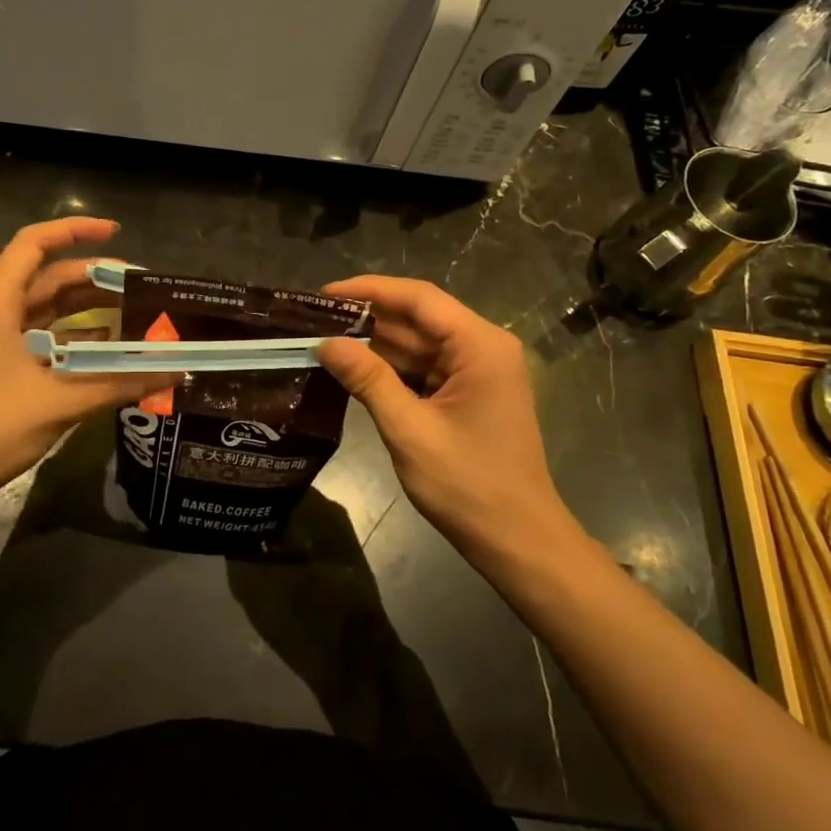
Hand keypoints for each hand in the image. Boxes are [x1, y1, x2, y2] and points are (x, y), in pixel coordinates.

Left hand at [0, 218, 175, 516]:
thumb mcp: (59, 402)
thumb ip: (119, 383)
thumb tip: (176, 371)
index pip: (34, 243)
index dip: (75, 230)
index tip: (117, 232)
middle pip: (48, 278)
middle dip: (95, 278)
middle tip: (143, 289)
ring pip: (48, 310)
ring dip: (88, 310)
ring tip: (135, 316)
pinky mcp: (0, 367)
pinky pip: (44, 339)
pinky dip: (76, 340)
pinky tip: (109, 352)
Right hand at [316, 276, 579, 559]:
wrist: (518, 540)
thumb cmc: (469, 486)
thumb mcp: (410, 430)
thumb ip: (368, 380)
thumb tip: (324, 343)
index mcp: (480, 346)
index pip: (419, 299)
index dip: (369, 290)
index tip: (323, 294)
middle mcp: (483, 348)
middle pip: (418, 318)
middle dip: (367, 318)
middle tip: (313, 321)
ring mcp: (478, 371)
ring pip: (419, 344)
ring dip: (375, 344)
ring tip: (323, 340)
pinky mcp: (469, 393)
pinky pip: (424, 368)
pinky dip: (391, 368)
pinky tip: (353, 369)